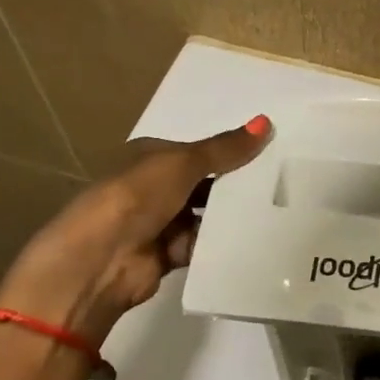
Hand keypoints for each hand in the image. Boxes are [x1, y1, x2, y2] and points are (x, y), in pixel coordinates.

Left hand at [0, 117, 271, 346]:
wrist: (100, 259)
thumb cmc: (136, 196)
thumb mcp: (183, 163)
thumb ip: (225, 149)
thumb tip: (266, 121)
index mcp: (150, 157)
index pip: (196, 152)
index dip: (229, 153)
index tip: (269, 155)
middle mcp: (153, 188)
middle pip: (203, 185)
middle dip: (233, 186)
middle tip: (279, 184)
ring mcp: (159, 223)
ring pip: (204, 217)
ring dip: (229, 217)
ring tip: (274, 212)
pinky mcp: (167, 255)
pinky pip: (202, 246)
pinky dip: (220, 245)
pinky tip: (252, 241)